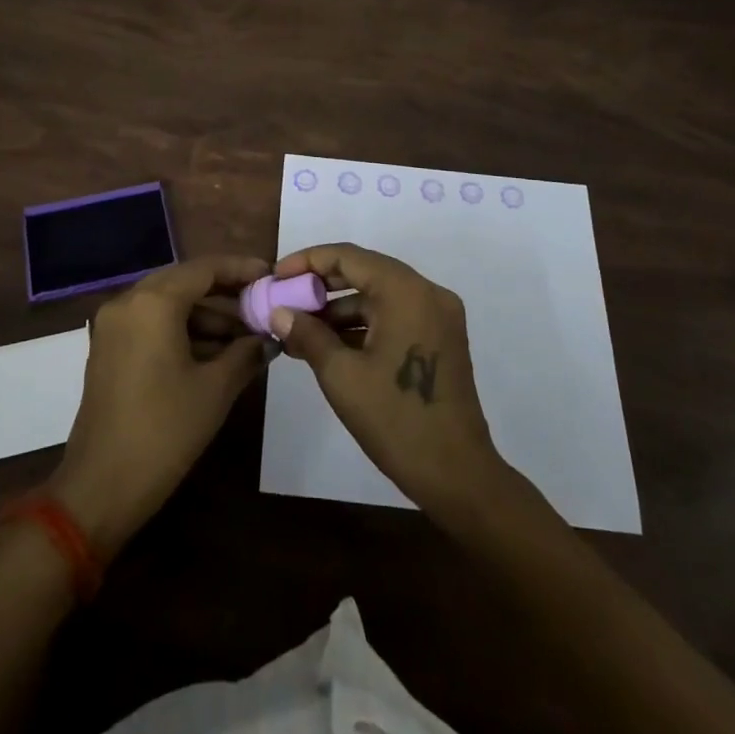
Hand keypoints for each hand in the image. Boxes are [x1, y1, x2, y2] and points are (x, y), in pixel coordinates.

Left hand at [48, 254, 269, 559]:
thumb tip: (269, 338)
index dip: (241, 269)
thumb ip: (245, 353)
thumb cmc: (164, 432)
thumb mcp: (215, 390)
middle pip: (185, 282)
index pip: (205, 268)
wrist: (100, 489)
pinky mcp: (108, 349)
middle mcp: (128, 302)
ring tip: (246, 338)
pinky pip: (151, 323)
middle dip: (225, 293)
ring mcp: (113, 326)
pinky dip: (182, 330)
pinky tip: (215, 354)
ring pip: (168, 304)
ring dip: (205, 316)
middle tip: (262, 306)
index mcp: (153, 302)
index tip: (271, 276)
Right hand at [271, 242, 508, 521]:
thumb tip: (278, 312)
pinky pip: (394, 315)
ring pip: (378, 295)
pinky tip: (329, 345)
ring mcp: (438, 316)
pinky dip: (363, 325)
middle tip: (285, 299)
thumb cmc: (396, 420)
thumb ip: (307, 335)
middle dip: (321, 285)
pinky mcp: (440, 339)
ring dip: (340, 308)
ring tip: (299, 330)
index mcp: (406, 291)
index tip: (276, 276)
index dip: (308, 261)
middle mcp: (427, 292)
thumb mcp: (341, 376)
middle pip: (365, 271)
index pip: (348, 257)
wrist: (458, 477)